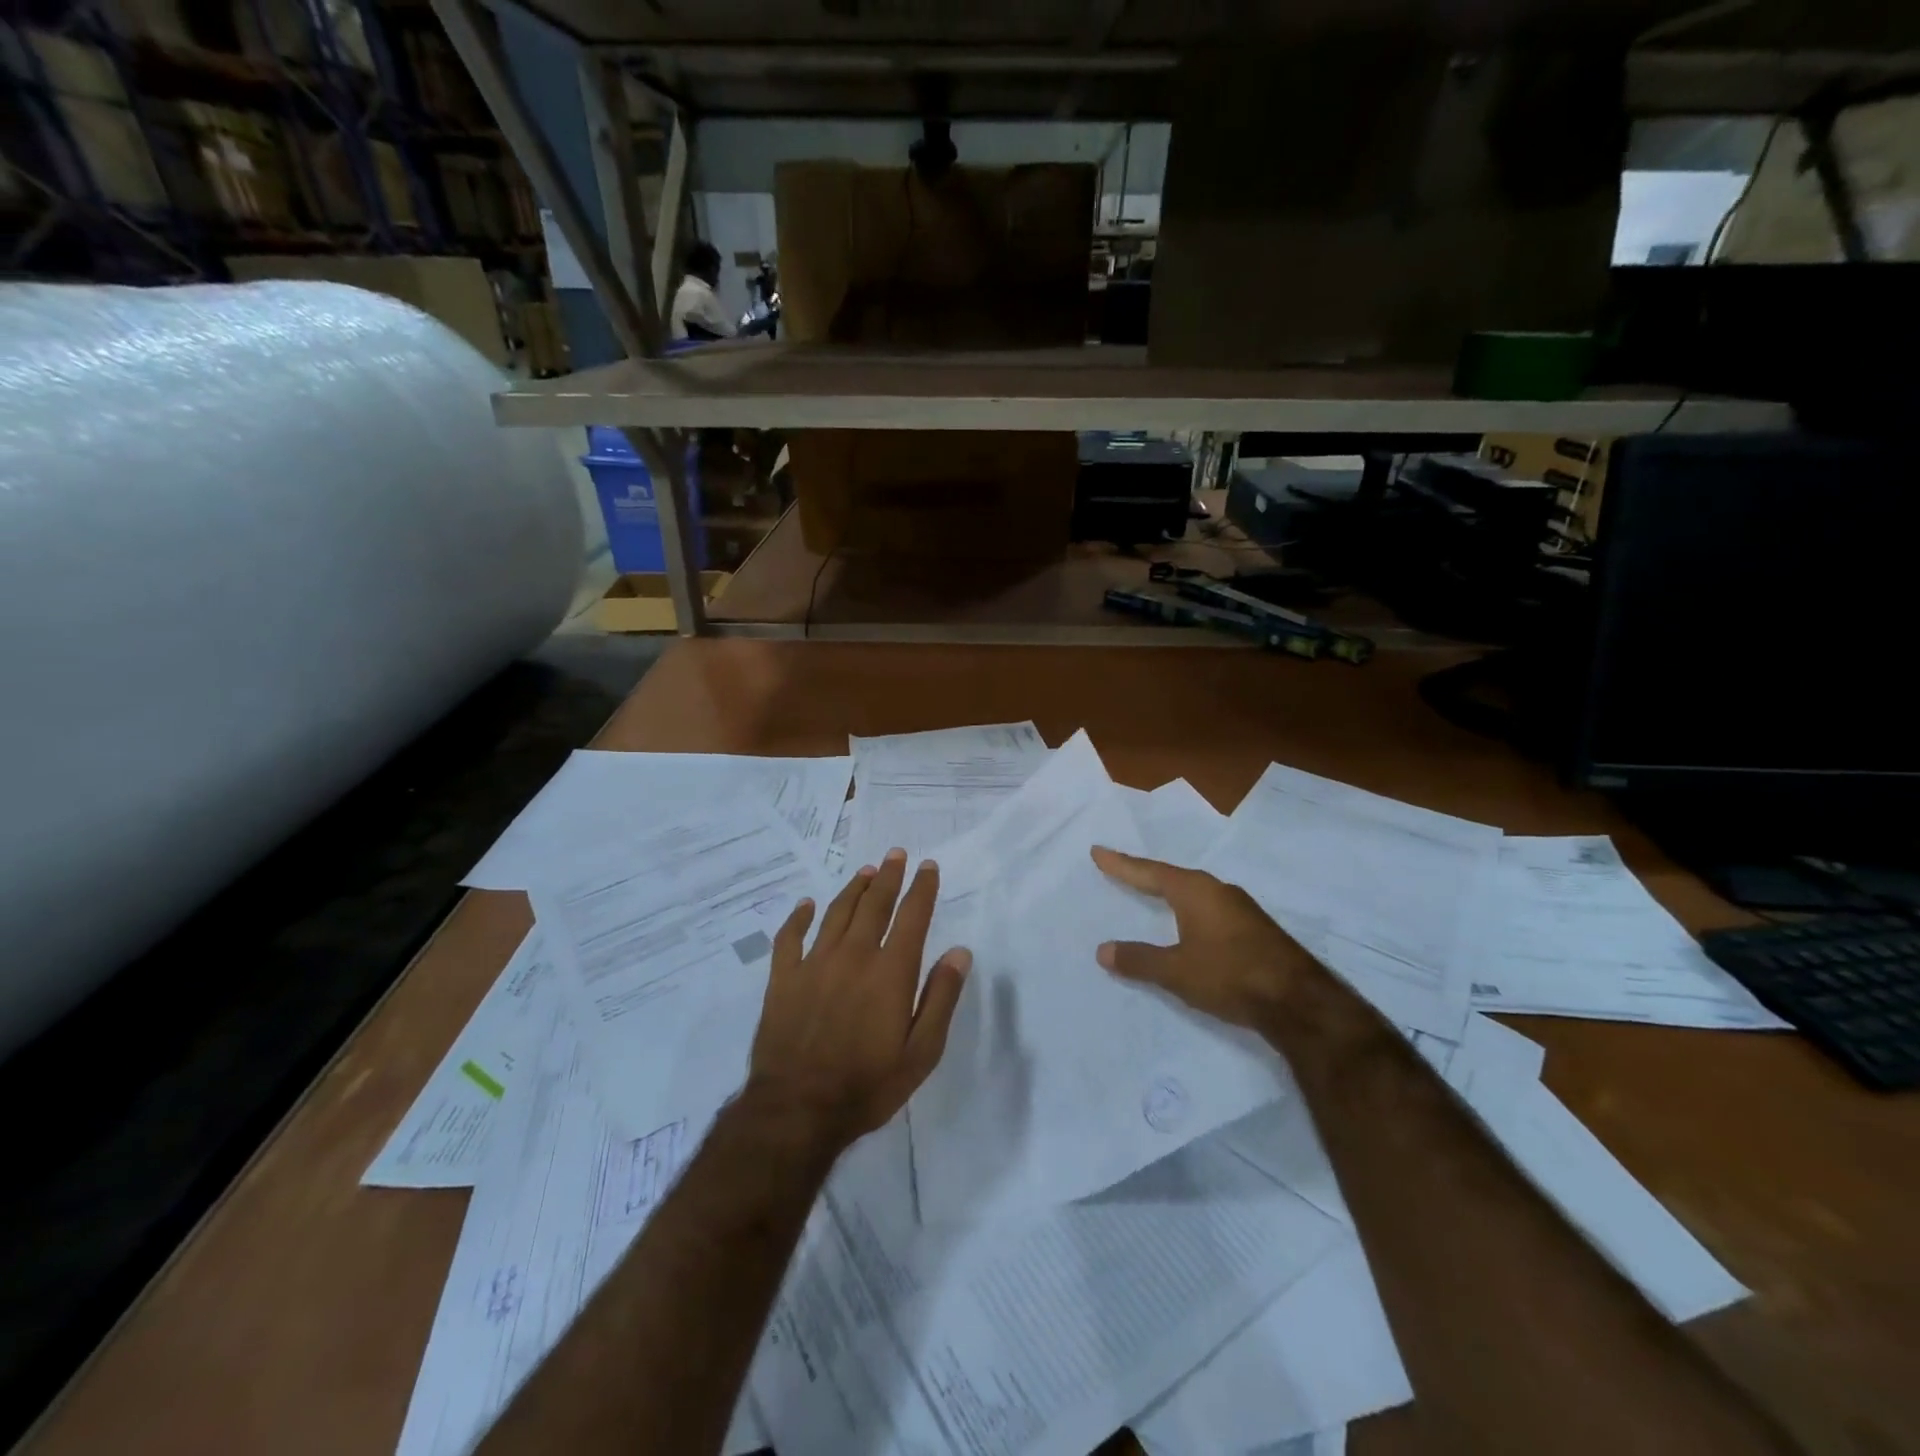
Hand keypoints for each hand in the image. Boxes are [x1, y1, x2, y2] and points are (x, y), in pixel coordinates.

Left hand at [747, 848, 969, 1149]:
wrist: (797, 1110)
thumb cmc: (868, 1085)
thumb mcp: (921, 1052)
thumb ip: (941, 998)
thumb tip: (959, 951)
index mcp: (890, 972)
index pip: (911, 917)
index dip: (922, 888)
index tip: (928, 866)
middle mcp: (854, 956)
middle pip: (874, 905)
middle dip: (888, 877)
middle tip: (895, 854)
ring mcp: (815, 964)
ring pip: (836, 913)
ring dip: (853, 889)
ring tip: (866, 872)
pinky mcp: (783, 979)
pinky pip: (790, 937)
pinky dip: (799, 917)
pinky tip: (806, 905)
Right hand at [1090, 846, 1337, 1031]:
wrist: (1299, 1001)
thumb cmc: (1230, 975)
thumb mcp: (1176, 971)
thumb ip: (1139, 960)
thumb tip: (1103, 950)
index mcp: (1195, 891)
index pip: (1149, 872)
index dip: (1122, 865)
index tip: (1098, 852)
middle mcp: (1217, 891)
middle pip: (1173, 877)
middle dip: (1146, 875)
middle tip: (1122, 870)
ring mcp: (1240, 909)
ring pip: (1195, 893)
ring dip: (1171, 892)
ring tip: (1152, 892)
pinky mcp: (1254, 929)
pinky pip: (1210, 909)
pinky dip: (1189, 910)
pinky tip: (1190, 923)